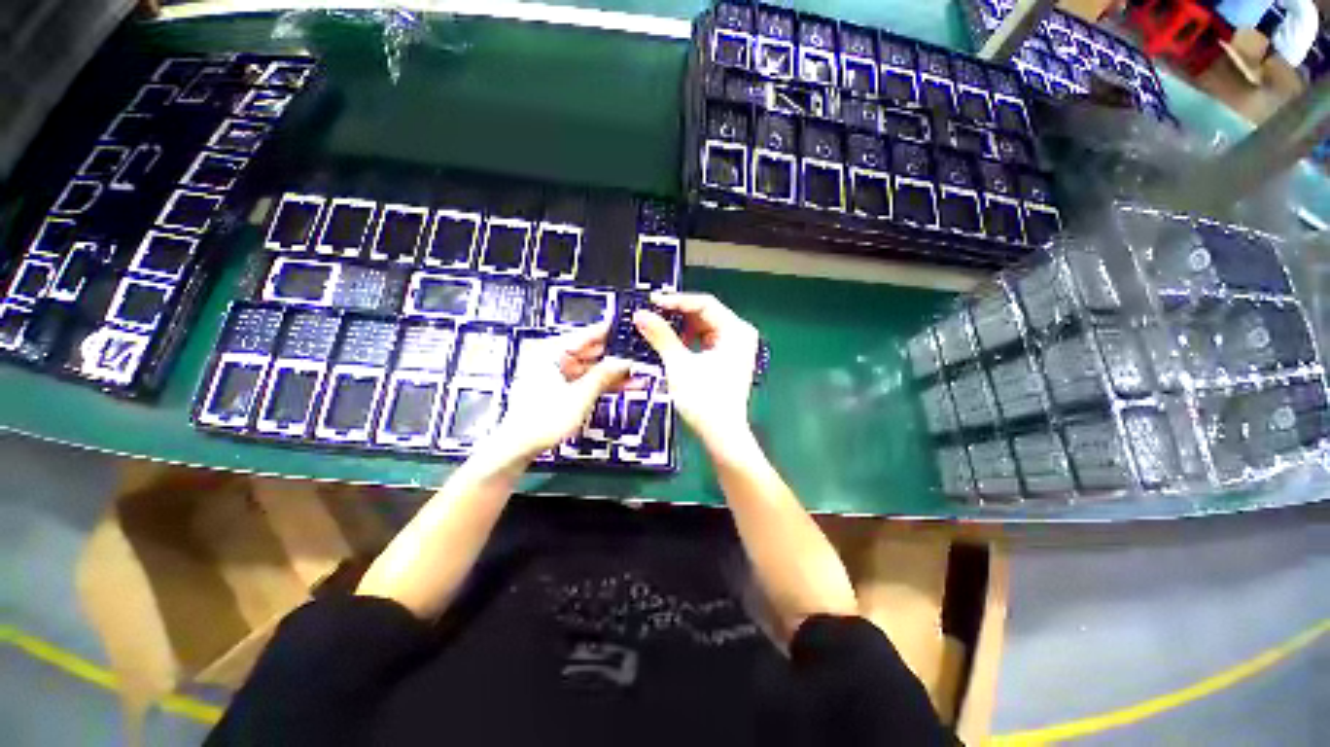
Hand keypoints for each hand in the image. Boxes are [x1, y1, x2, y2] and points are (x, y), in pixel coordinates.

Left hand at [490, 324, 630, 459]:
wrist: (519, 446)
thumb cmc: (541, 420)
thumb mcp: (580, 395)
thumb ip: (604, 375)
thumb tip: (624, 361)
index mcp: (551, 351)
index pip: (587, 334)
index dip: (610, 332)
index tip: (629, 329)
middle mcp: (553, 358)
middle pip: (592, 352)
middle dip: (617, 357)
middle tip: (639, 357)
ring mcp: (557, 374)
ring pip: (592, 368)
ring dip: (614, 373)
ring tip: (638, 375)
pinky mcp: (560, 388)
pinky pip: (587, 380)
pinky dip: (604, 383)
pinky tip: (625, 385)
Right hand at [634, 292, 758, 449]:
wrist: (721, 435)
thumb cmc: (704, 400)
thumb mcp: (679, 365)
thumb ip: (660, 336)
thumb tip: (641, 314)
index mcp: (736, 331)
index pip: (704, 304)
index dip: (676, 301)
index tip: (651, 301)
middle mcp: (739, 334)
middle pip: (705, 314)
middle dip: (677, 314)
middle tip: (651, 313)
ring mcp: (735, 347)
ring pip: (703, 327)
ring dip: (681, 327)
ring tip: (657, 328)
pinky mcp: (727, 359)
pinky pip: (705, 340)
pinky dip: (688, 340)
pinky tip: (671, 343)